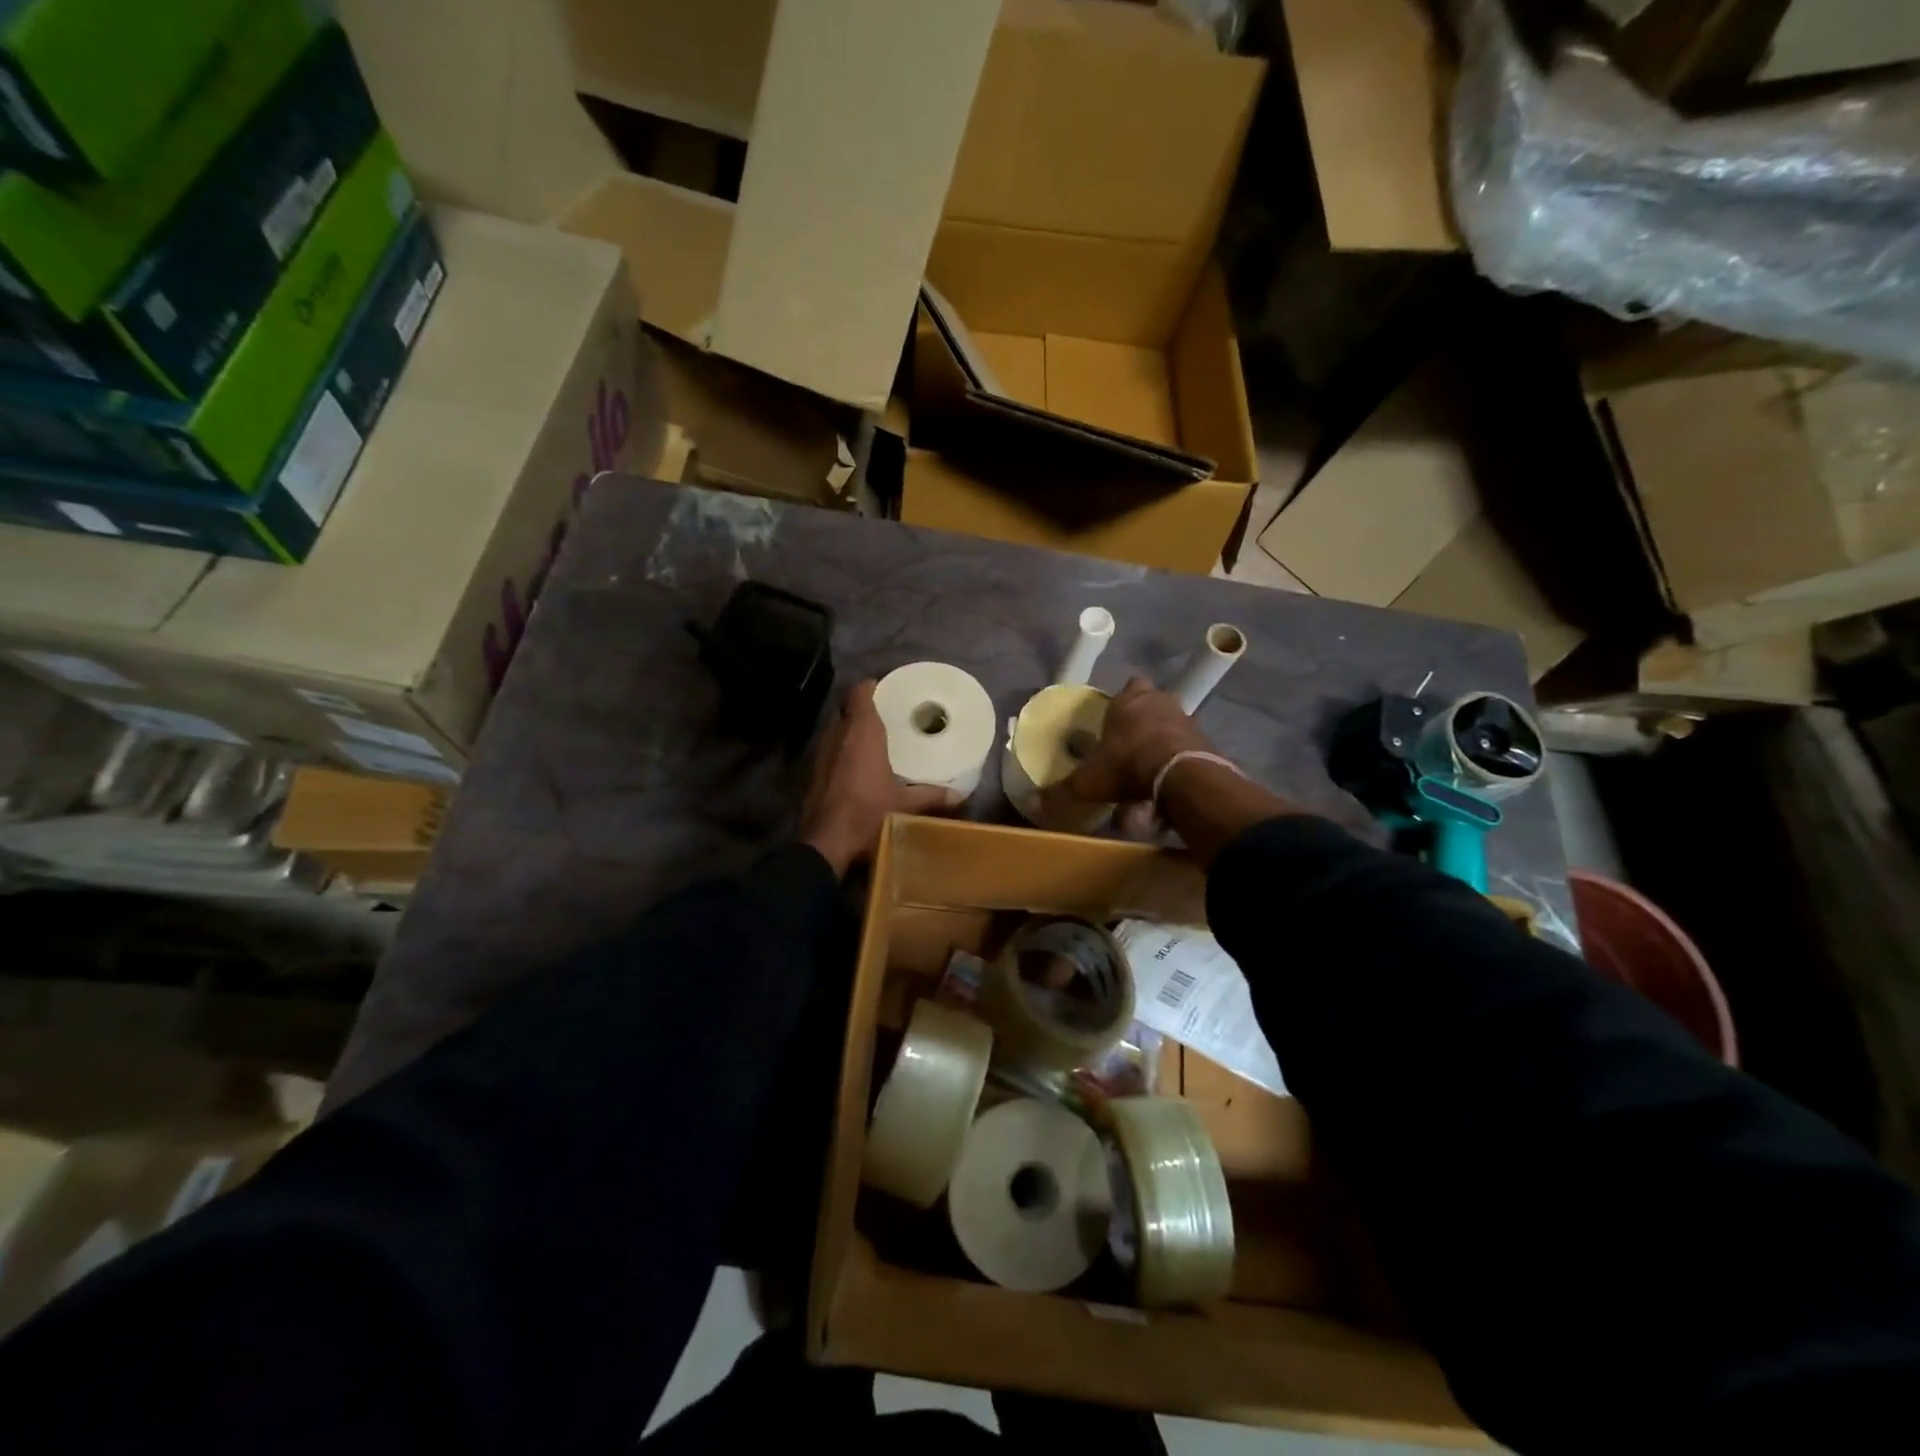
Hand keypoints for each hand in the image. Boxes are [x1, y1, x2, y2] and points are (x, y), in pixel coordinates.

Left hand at [800, 681, 963, 876]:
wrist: (825, 844)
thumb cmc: (867, 815)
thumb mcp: (904, 807)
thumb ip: (931, 797)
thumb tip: (959, 796)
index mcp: (862, 733)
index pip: (859, 692)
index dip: (871, 686)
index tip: (887, 688)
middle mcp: (837, 735)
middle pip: (847, 708)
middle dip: (863, 708)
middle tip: (886, 714)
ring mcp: (820, 753)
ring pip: (835, 728)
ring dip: (850, 729)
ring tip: (872, 737)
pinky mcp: (811, 772)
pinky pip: (828, 749)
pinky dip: (840, 749)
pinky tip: (854, 763)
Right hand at [1060, 675, 1215, 806]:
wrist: (1181, 776)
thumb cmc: (1127, 765)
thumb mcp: (1088, 782)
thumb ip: (1062, 791)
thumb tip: (1034, 803)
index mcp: (1127, 700)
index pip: (1126, 687)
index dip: (1120, 702)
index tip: (1112, 721)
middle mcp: (1158, 701)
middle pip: (1150, 702)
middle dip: (1140, 720)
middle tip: (1127, 745)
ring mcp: (1185, 718)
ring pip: (1169, 724)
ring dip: (1159, 742)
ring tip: (1146, 771)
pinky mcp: (1204, 739)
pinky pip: (1185, 747)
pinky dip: (1175, 761)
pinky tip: (1165, 783)